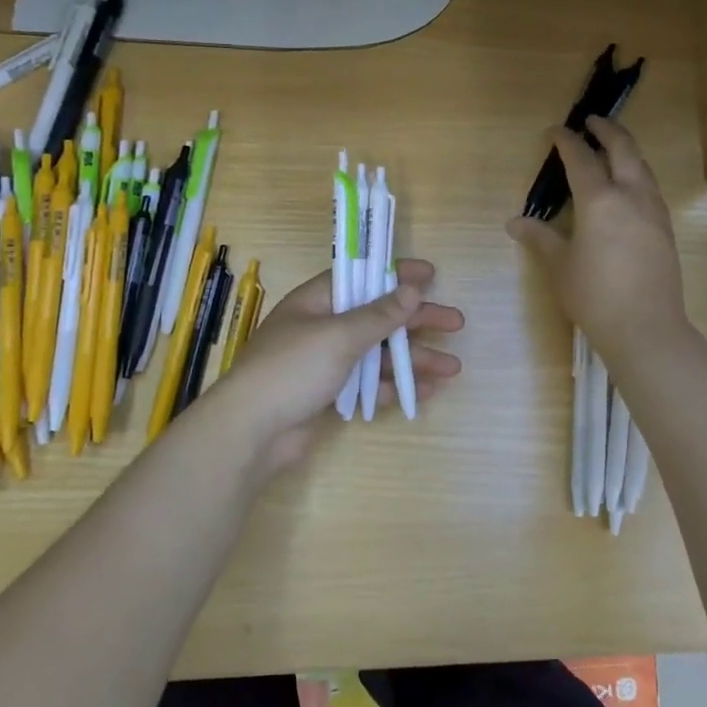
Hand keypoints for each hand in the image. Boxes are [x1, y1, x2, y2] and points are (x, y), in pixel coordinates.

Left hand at [196, 258, 463, 476]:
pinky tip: (427, 390)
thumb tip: (411, 288)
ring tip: (452, 367)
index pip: (361, 277)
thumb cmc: (292, 369)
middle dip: (417, 321)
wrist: (250, 432)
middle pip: (378, 317)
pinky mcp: (329, 395)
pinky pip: (370, 384)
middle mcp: (322, 328)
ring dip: (414, 359)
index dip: (396, 274)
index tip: (431, 275)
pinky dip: (396, 386)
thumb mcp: (339, 335)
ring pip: (379, 354)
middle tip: (456, 323)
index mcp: (317, 302)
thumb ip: (378, 314)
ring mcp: (326, 364)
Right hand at [507, 117, 689, 364]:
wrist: (646, 326)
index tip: (555, 132)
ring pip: (642, 166)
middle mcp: (631, 195)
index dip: (566, 141)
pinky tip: (628, 188)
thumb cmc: (594, 296)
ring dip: (626, 151)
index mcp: (600, 199)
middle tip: (592, 121)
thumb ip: (539, 238)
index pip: (580, 158)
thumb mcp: (560, 266)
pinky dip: (636, 174)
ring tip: (611, 150)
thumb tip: (514, 223)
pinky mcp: (665, 228)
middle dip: (607, 130)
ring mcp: (653, 210)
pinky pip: (650, 187)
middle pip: (623, 148)